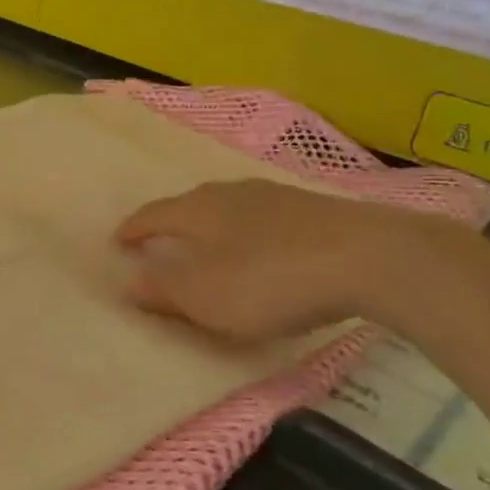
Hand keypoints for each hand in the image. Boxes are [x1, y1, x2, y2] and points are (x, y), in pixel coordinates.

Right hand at [116, 180, 441, 344]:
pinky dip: (252, 233)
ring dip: (215, 226)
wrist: (370, 257)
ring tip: (213, 246)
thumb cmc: (271, 278)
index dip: (134, 229)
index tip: (119, 240)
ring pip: (231, 209)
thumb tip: (129, 281)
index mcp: (197, 210)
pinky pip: (266, 218)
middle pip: (191, 205)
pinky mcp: (315, 209)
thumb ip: (164, 289)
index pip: (154, 214)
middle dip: (174, 223)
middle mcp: (230, 193)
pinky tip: (266, 249)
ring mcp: (276, 197)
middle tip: (163, 242)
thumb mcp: (206, 296)